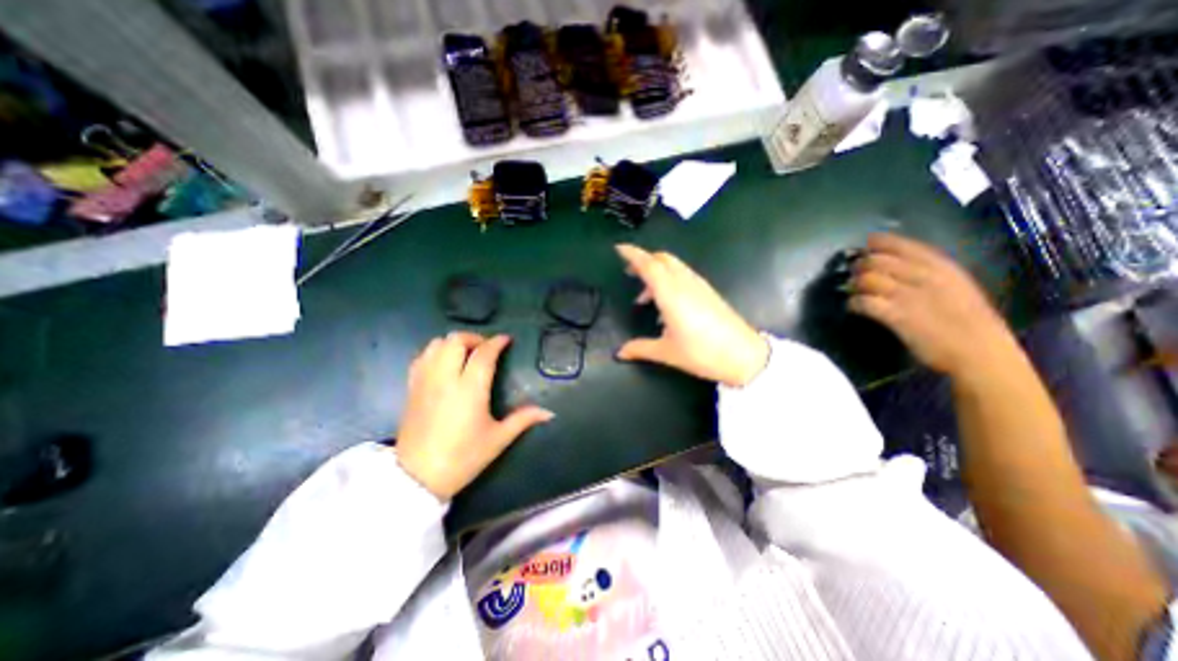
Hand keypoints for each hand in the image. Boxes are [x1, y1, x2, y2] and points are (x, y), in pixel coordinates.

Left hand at [394, 332, 552, 497]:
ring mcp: (425, 382)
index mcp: (470, 389)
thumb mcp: (498, 439)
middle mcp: (445, 379)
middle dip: (474, 338)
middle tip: (485, 348)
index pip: (483, 353)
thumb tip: (549, 412)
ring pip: (436, 345)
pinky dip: (435, 352)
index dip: (496, 342)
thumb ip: (523, 420)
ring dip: (453, 343)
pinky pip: (421, 357)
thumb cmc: (463, 457)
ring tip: (465, 354)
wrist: (417, 479)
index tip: (506, 340)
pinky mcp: (411, 389)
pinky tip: (444, 364)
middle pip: (456, 340)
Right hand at [613, 244, 769, 386]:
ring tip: (645, 297)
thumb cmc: (702, 353)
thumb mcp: (667, 353)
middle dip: (644, 260)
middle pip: (662, 259)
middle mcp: (685, 283)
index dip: (633, 254)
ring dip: (657, 271)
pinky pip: (683, 275)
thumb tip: (619, 353)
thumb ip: (639, 349)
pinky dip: (669, 279)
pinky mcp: (708, 292)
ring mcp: (699, 286)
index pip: (649, 265)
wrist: (744, 356)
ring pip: (674, 266)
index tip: (619, 249)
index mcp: (671, 294)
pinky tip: (666, 304)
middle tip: (629, 273)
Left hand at [847, 231, 1023, 378]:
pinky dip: (853, 303)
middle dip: (859, 266)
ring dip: (854, 285)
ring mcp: (909, 296)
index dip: (877, 244)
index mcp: (941, 266)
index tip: (866, 248)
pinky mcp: (897, 315)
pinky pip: (864, 302)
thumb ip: (927, 272)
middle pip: (875, 260)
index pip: (900, 245)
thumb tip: (893, 265)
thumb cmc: (970, 321)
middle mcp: (923, 276)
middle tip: (854, 275)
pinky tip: (854, 307)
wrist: (981, 352)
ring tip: (855, 292)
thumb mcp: (955, 285)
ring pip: (867, 279)